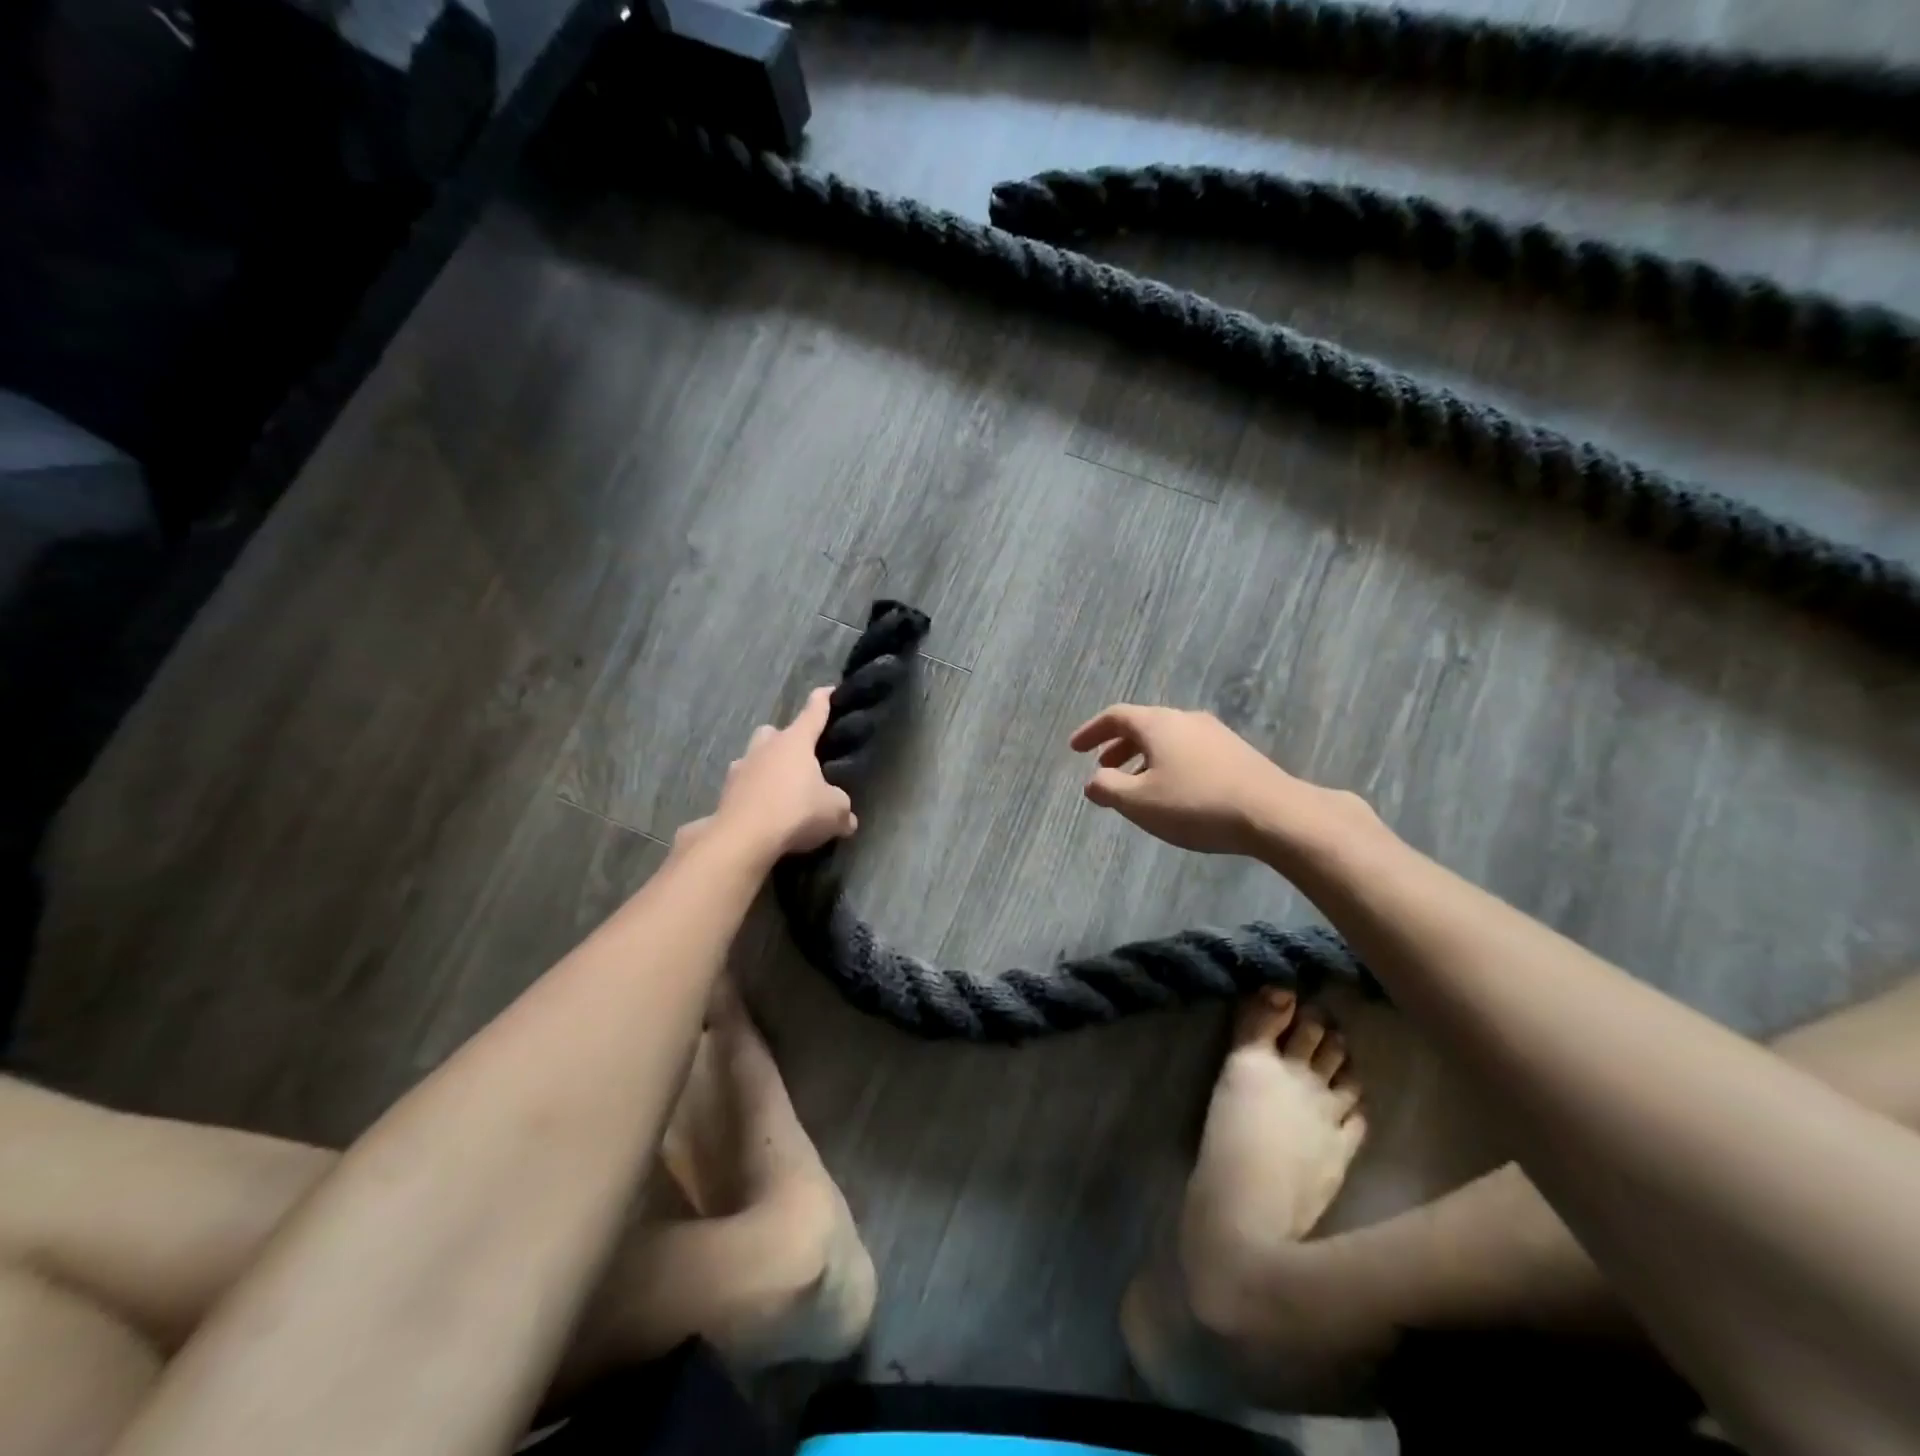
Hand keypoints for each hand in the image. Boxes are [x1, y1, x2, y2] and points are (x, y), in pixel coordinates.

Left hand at [712, 687, 857, 858]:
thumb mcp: (834, 812)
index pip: (813, 713)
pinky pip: (742, 785)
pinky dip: (752, 792)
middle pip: (775, 732)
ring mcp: (741, 768)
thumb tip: (848, 819)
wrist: (744, 837)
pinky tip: (762, 810)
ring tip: (779, 788)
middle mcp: (766, 747)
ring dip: (765, 766)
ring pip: (754, 756)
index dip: (822, 701)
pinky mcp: (725, 792)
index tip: (827, 689)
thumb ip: (843, 810)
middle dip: (785, 740)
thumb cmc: (797, 812)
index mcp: (795, 742)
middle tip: (798, 758)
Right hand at [1069, 704, 1335, 856]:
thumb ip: (1108, 788)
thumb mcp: (1139, 802)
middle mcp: (1185, 719)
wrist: (1273, 813)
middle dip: (1117, 746)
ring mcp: (1215, 734)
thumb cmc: (1195, 804)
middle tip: (1102, 768)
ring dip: (1143, 758)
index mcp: (1158, 724)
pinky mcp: (1236, 753)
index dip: (1091, 731)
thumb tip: (1092, 780)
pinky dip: (1168, 764)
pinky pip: (1189, 750)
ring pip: (1168, 739)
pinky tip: (1173, 792)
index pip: (1116, 716)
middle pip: (1143, 725)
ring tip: (1136, 786)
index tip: (1075, 749)